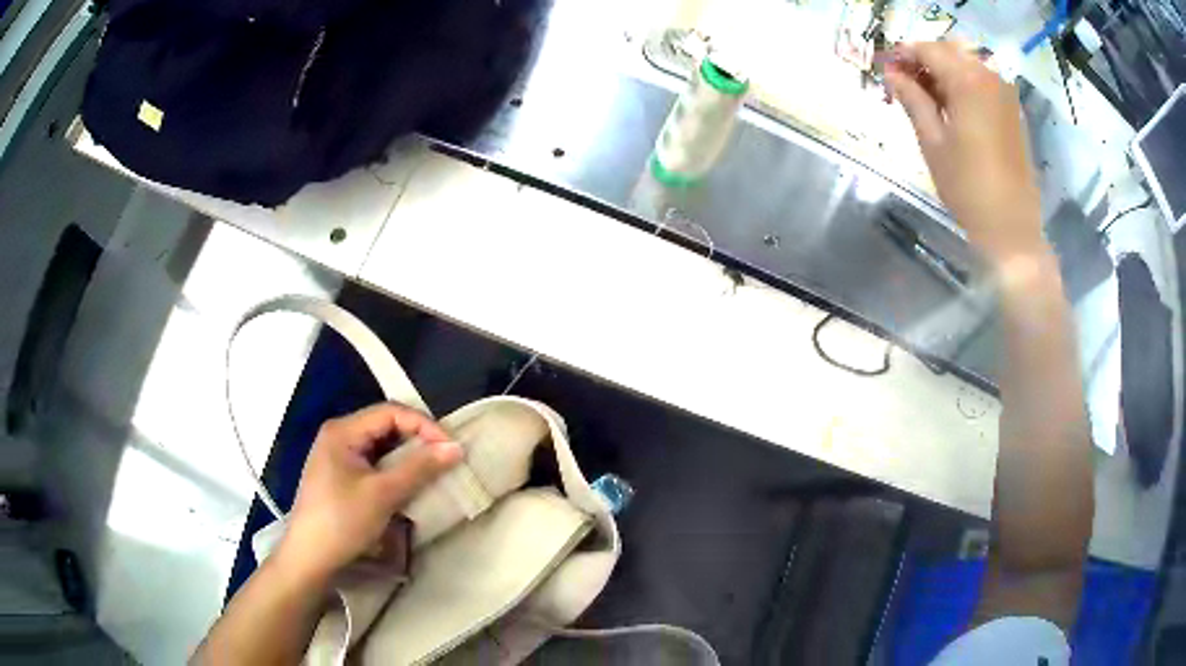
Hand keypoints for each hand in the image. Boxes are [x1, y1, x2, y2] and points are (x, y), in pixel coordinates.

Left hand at [273, 403, 462, 586]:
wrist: (310, 557)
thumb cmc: (343, 521)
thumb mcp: (383, 494)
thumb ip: (420, 468)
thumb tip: (456, 447)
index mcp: (343, 431)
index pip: (391, 413)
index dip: (424, 426)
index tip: (450, 449)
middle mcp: (339, 436)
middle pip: (385, 426)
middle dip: (417, 440)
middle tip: (446, 459)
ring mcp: (338, 457)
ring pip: (382, 446)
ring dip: (408, 457)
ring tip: (434, 472)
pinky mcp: (341, 476)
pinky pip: (374, 463)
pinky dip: (395, 471)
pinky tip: (410, 485)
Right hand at [886, 42, 1044, 262]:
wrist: (1011, 227)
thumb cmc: (968, 187)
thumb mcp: (932, 142)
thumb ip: (912, 100)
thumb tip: (891, 73)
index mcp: (967, 82)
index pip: (928, 50)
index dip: (904, 55)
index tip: (886, 69)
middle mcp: (989, 78)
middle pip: (948, 52)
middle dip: (923, 61)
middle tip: (904, 84)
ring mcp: (1004, 94)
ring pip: (966, 65)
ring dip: (943, 72)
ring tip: (926, 98)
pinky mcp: (1012, 111)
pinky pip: (982, 82)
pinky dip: (963, 85)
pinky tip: (952, 107)